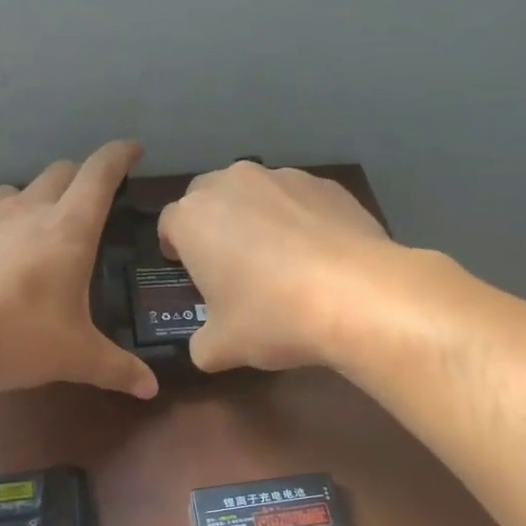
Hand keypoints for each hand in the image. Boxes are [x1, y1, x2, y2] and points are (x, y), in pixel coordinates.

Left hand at [0, 140, 157, 397]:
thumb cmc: (14, 337)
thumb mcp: (74, 358)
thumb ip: (116, 369)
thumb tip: (151, 389)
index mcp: (68, 230)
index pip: (100, 174)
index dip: (120, 156)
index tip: (133, 149)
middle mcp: (25, 211)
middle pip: (58, 173)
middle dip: (78, 178)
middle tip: (88, 200)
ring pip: (11, 192)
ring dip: (29, 202)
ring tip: (31, 232)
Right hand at [158, 162, 395, 371]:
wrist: (356, 295)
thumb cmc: (272, 317)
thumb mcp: (221, 348)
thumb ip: (201, 343)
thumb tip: (205, 345)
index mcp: (194, 218)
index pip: (169, 223)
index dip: (175, 247)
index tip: (187, 269)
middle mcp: (233, 183)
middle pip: (209, 197)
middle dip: (212, 223)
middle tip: (228, 262)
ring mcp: (284, 178)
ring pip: (257, 193)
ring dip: (257, 217)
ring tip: (280, 258)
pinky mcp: (327, 185)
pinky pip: (300, 200)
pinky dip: (300, 219)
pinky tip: (318, 256)